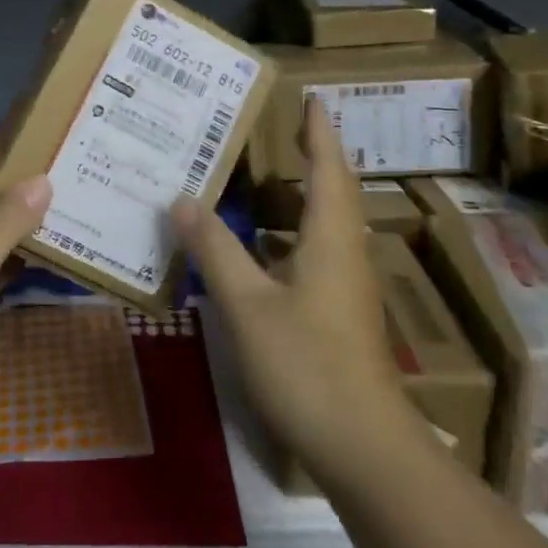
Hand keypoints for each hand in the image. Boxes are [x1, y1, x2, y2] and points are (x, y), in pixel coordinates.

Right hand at [173, 99, 410, 488]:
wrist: (364, 447)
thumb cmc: (307, 366)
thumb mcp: (248, 305)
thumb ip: (215, 250)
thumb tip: (184, 199)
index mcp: (330, 239)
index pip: (328, 169)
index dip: (320, 132)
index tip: (314, 99)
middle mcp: (345, 255)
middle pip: (334, 193)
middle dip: (315, 158)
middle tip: (284, 133)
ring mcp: (347, 288)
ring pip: (327, 227)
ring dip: (304, 198)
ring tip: (267, 183)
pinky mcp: (341, 317)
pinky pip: (318, 255)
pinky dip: (294, 236)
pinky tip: (265, 252)